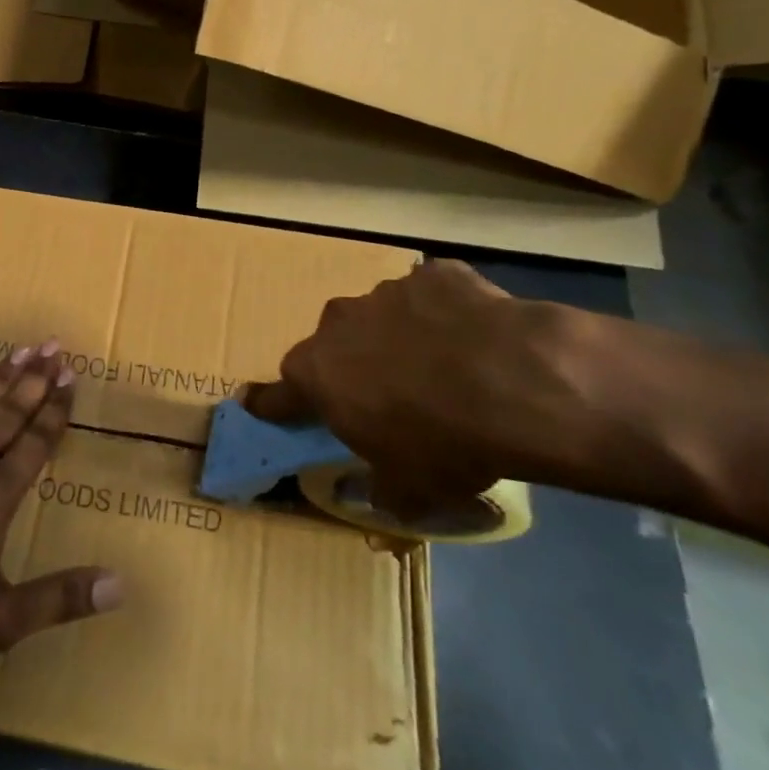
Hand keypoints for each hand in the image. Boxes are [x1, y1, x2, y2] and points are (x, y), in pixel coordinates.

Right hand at [247, 260, 598, 516]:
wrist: (516, 383)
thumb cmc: (444, 444)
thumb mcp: (410, 489)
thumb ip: (383, 488)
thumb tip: (381, 495)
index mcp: (318, 375)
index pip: (278, 394)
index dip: (269, 402)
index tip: (252, 401)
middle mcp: (339, 324)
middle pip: (334, 345)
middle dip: (352, 365)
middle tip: (389, 393)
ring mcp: (387, 293)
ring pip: (383, 317)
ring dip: (400, 337)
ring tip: (446, 365)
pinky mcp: (435, 274)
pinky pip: (432, 295)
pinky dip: (445, 313)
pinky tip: (477, 335)